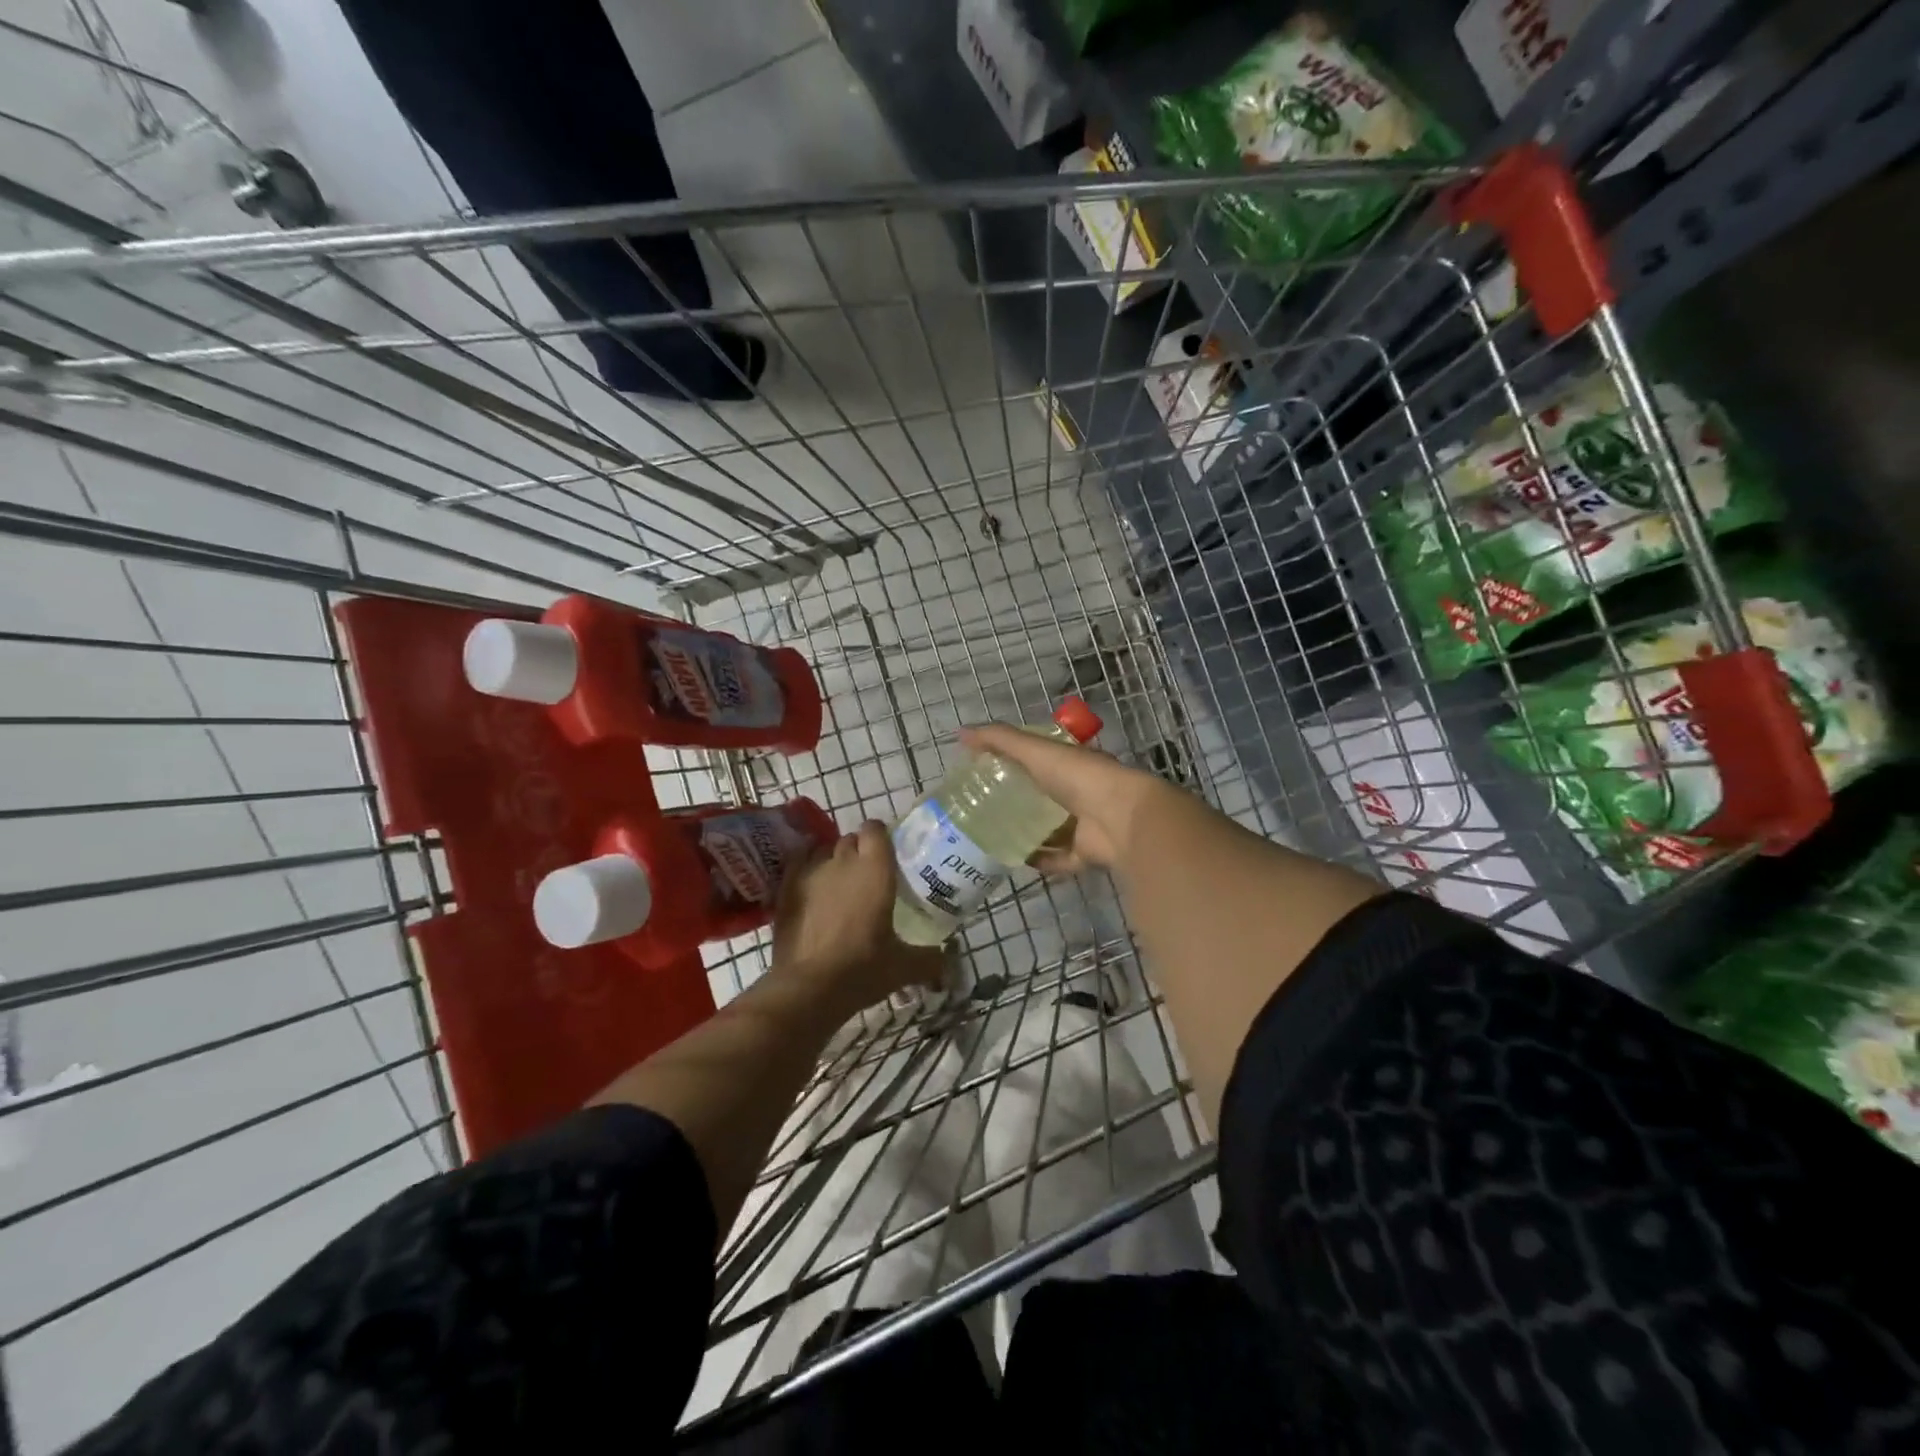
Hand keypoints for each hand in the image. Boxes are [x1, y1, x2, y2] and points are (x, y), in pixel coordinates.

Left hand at [771, 821, 944, 1012]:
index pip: (875, 829)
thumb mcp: (904, 967)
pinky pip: (797, 866)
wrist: (809, 988)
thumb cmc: (863, 969)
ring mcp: (811, 873)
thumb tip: (947, 962)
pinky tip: (811, 890)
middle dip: (858, 850)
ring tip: (839, 884)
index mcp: (875, 869)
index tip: (887, 854)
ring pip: (823, 851)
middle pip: (850, 839)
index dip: (880, 837)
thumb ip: (931, 960)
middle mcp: (843, 861)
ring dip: (832, 860)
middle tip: (868, 876)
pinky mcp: (786, 889)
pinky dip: (806, 871)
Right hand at [956, 724, 1164, 873]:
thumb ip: (1000, 740)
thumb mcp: (1035, 750)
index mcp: (1071, 764)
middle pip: (1044, 798)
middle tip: (982, 811)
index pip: (1040, 761)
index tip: (985, 773)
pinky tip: (1015, 860)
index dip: (1015, 764)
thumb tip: (961, 733)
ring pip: (1051, 830)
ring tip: (992, 838)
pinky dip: (1041, 860)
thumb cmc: (1078, 776)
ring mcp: (1085, 825)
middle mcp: (1080, 793)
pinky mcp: (1086, 853)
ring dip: (1027, 835)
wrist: (1120, 817)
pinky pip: (1059, 859)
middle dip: (1018, 803)